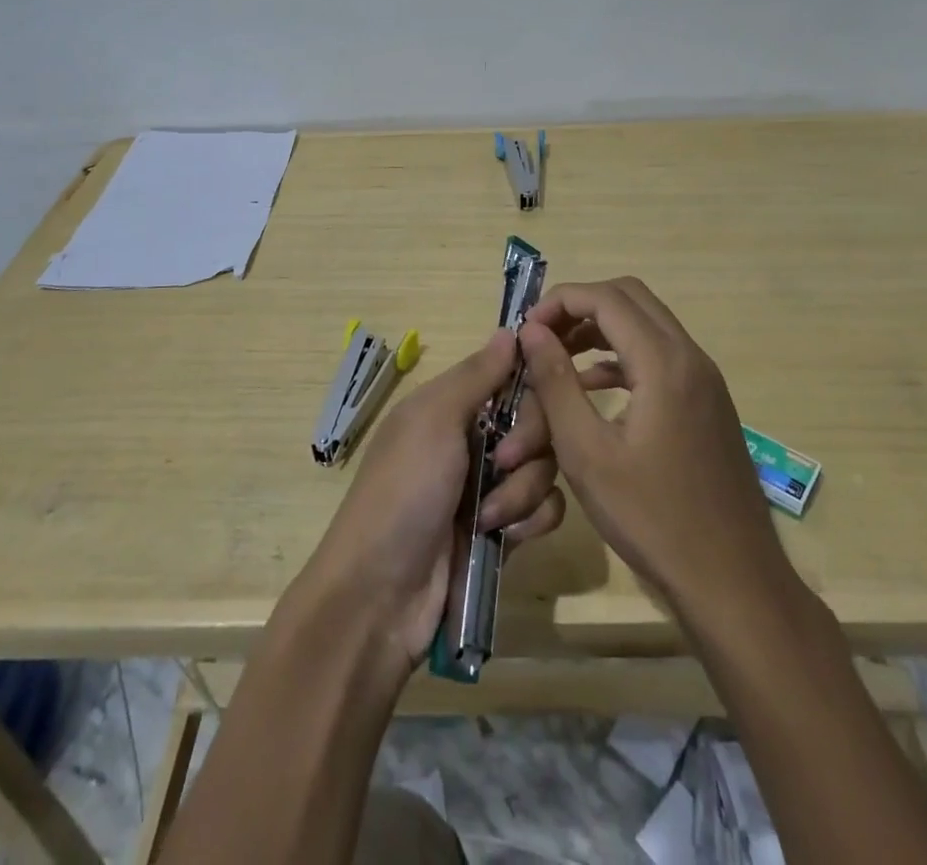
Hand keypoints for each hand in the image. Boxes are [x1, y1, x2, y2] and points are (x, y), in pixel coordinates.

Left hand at [299, 330, 566, 669]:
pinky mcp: (503, 531)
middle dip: (528, 442)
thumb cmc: (403, 490)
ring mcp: (488, 487)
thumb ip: (477, 375)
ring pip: (544, 467)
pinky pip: (544, 511)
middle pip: (535, 421)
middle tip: (501, 462)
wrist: (381, 595)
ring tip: (488, 517)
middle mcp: (472, 440)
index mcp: (450, 406)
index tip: (545, 390)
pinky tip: (504, 537)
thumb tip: (512, 329)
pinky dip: (530, 521)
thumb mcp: (433, 420)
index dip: (530, 384)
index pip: (510, 376)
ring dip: (522, 490)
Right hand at [518, 278, 786, 616]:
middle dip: (580, 306)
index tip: (525, 330)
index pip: (606, 298)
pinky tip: (592, 387)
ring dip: (601, 328)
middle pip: (630, 298)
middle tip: (542, 337)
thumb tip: (531, 331)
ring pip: (646, 324)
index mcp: (664, 363)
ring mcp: (704, 380)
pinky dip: (622, 355)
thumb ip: (556, 383)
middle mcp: (690, 358)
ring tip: (557, 357)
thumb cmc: (653, 519)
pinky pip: (660, 356)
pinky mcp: (706, 403)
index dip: (559, 301)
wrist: (733, 582)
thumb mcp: (587, 453)